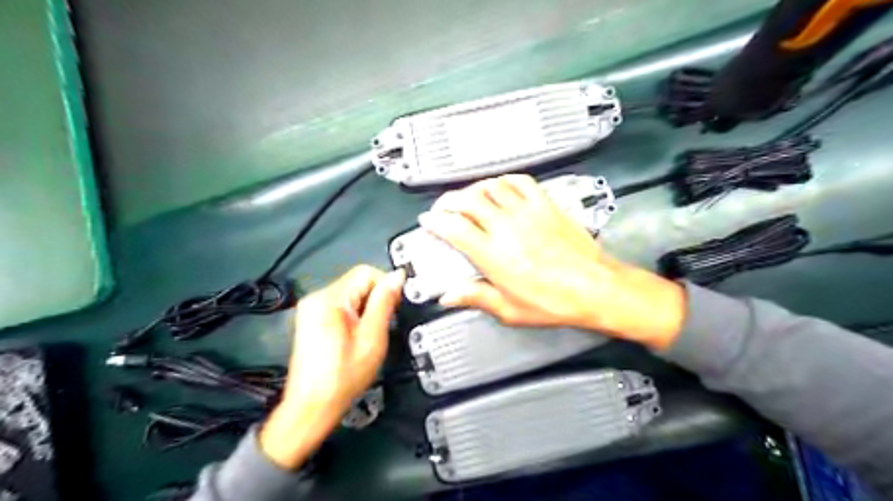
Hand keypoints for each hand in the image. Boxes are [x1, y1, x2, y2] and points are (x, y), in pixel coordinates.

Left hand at [261, 267, 403, 470]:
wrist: (311, 406)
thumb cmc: (344, 376)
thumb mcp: (372, 338)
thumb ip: (384, 303)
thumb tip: (398, 277)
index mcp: (329, 299)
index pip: (366, 273)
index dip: (386, 286)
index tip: (393, 309)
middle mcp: (316, 297)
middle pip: (357, 282)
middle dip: (375, 299)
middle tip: (380, 327)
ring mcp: (311, 308)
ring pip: (351, 294)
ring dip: (366, 308)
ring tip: (367, 335)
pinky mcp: (311, 319)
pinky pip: (341, 305)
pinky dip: (354, 315)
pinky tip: (355, 337)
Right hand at [417, 174, 685, 349]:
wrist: (594, 287)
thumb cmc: (555, 301)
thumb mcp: (509, 309)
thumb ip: (476, 297)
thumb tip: (450, 296)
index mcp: (493, 254)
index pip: (454, 227)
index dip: (435, 221)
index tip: (428, 221)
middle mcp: (506, 227)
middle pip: (468, 200)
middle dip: (449, 201)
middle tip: (444, 207)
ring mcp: (527, 212)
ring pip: (491, 186)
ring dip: (474, 188)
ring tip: (468, 196)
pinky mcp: (545, 205)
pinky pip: (520, 181)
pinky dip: (505, 180)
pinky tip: (501, 185)